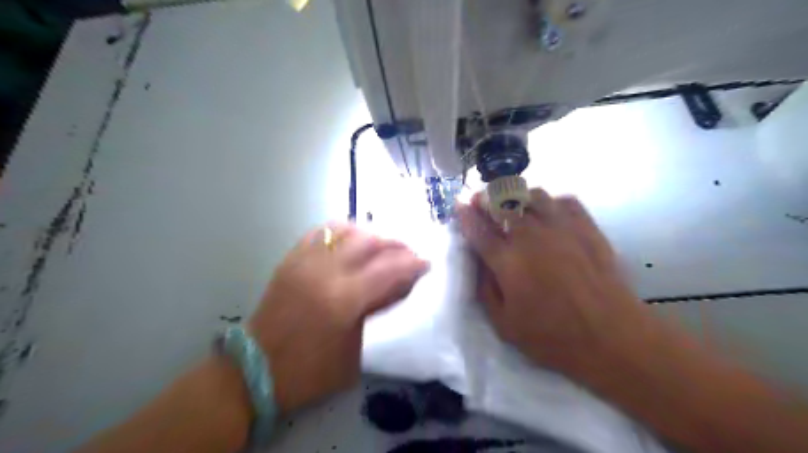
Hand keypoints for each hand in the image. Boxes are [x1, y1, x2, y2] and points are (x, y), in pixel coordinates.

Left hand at [250, 222, 427, 413]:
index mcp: (343, 299)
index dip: (412, 263)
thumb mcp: (355, 351)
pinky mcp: (291, 259)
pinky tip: (352, 240)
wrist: (254, 369)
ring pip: (345, 230)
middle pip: (370, 241)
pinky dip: (342, 231)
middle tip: (408, 252)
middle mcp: (324, 272)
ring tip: (382, 245)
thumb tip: (398, 285)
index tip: (426, 263)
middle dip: (396, 244)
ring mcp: (304, 262)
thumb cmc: (309, 371)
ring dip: (371, 234)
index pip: (388, 269)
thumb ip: (378, 311)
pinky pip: (320, 232)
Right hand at [454, 190, 655, 380]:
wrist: (612, 338)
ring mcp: (562, 228)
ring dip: (518, 196)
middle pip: (504, 203)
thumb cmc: (553, 337)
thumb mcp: (504, 324)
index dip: (465, 214)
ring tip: (514, 206)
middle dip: (487, 198)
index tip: (458, 204)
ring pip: (533, 195)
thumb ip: (484, 289)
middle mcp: (532, 237)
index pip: (479, 229)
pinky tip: (548, 213)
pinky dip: (551, 202)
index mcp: (509, 261)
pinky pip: (565, 200)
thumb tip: (478, 261)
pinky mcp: (587, 228)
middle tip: (482, 201)